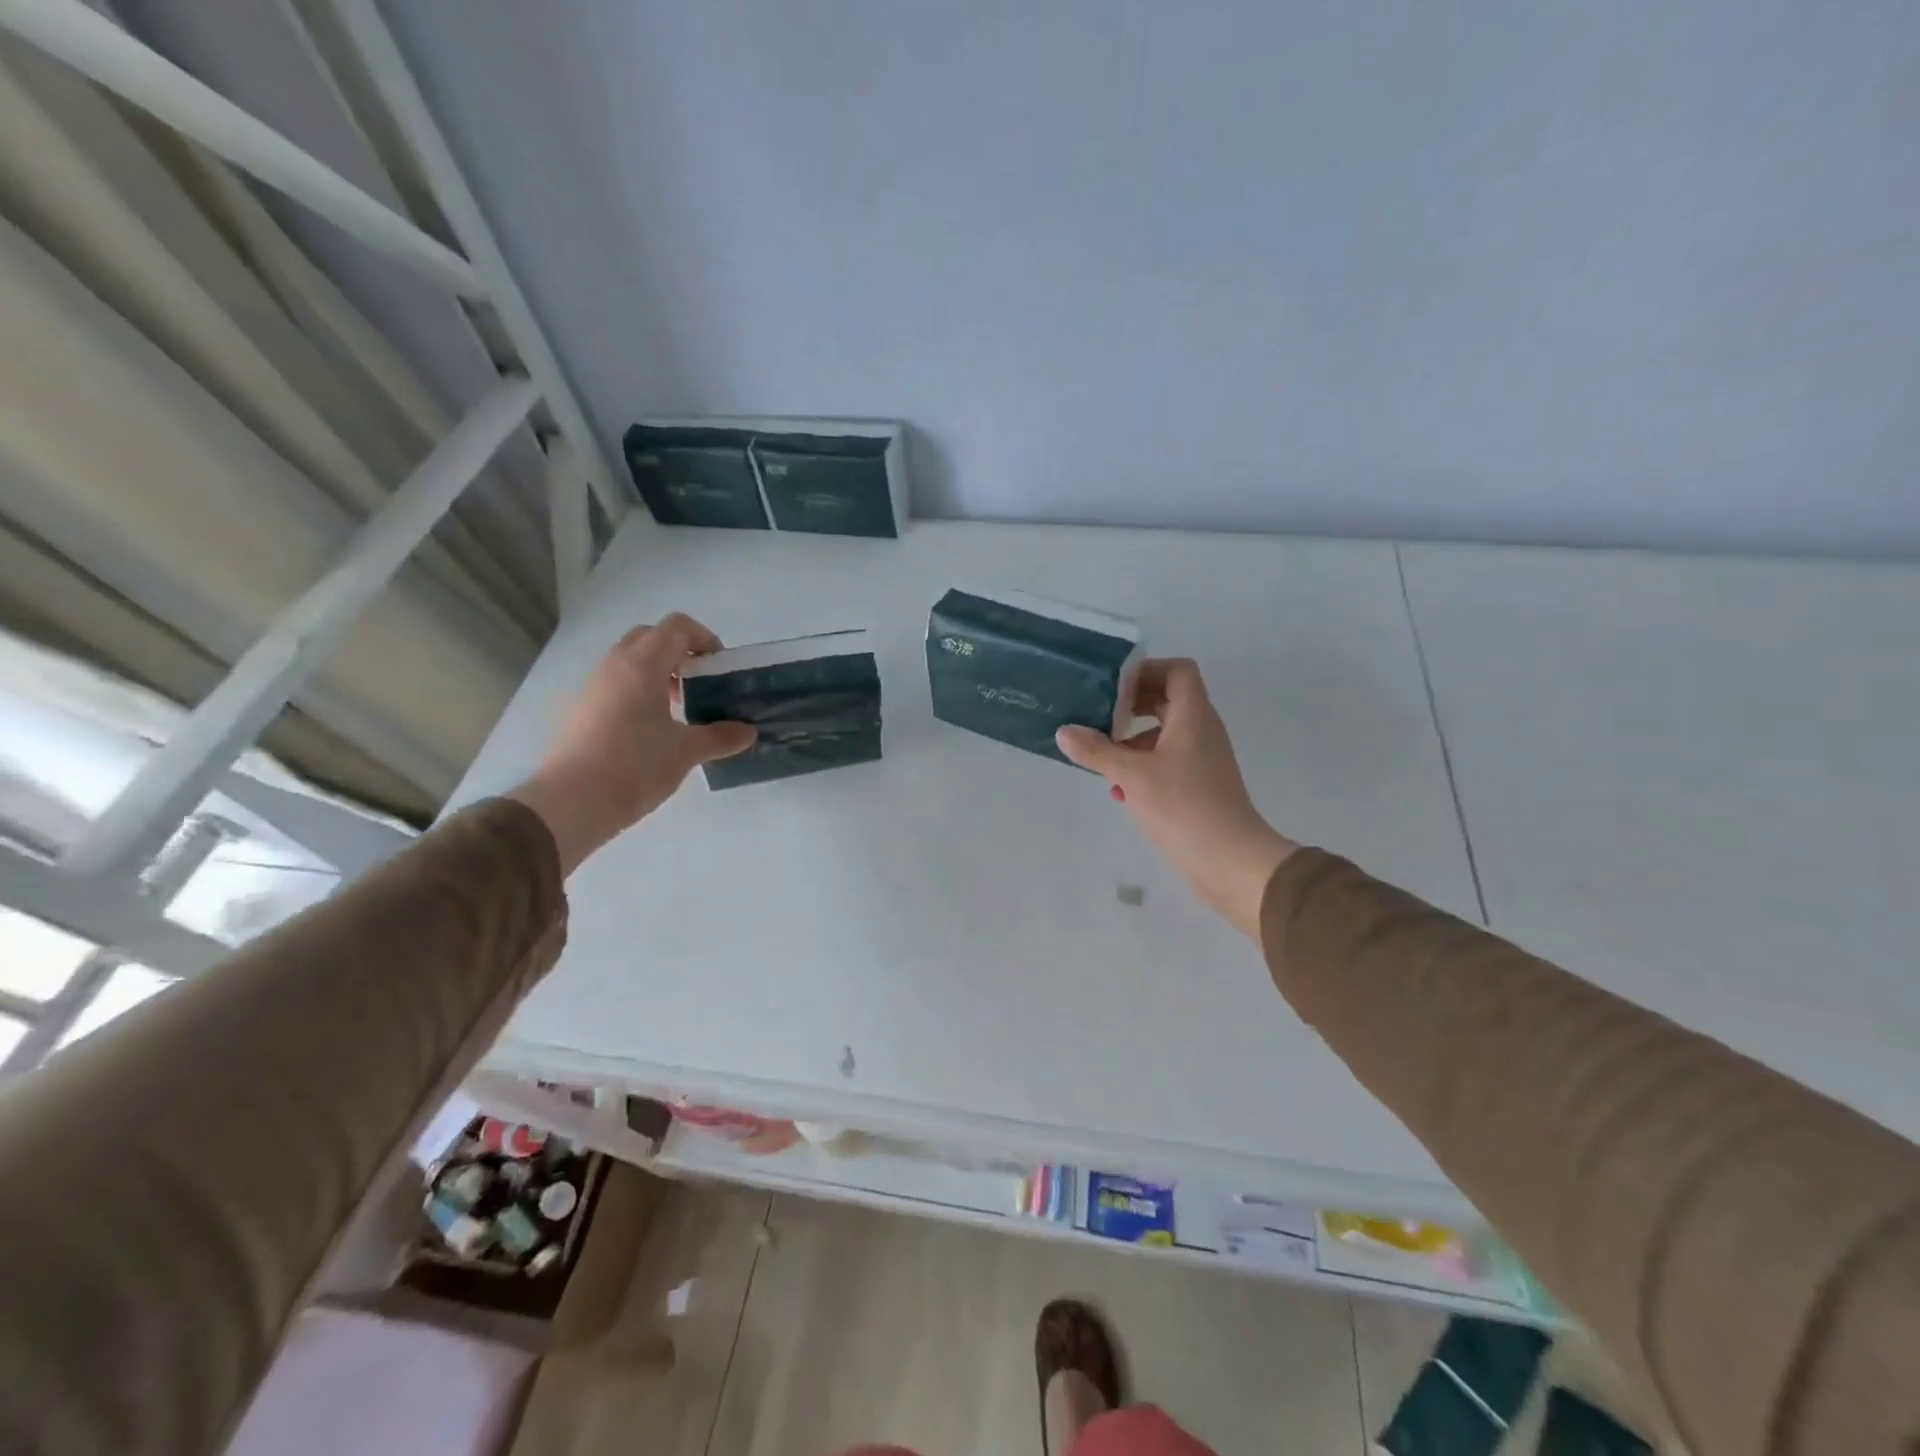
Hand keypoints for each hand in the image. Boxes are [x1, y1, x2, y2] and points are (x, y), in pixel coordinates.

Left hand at [509, 614, 755, 873]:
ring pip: (631, 660)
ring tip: (680, 709)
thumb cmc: (634, 766)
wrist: (571, 802)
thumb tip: (748, 732)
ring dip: (660, 673)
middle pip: (651, 637)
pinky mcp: (583, 709)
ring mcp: (595, 687)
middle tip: (701, 683)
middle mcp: (615, 666)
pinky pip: (618, 683)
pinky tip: (654, 729)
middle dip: (680, 652)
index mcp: (642, 665)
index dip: (704, 638)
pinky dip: (640, 691)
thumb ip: (720, 737)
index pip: (677, 627)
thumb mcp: (686, 752)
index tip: (720, 668)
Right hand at [1057, 659, 1295, 940]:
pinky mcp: (1199, 786)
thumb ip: (1096, 751)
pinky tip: (1119, 790)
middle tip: (1098, 715)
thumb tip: (1064, 732)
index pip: (1178, 671)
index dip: (1147, 670)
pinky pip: (1168, 762)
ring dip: (1133, 740)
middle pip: (1168, 700)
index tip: (1113, 686)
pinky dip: (1143, 766)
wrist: (1230, 861)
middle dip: (1132, 706)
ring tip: (1101, 756)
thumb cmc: (1182, 806)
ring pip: (1165, 734)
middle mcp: (1202, 730)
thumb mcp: (1131, 775)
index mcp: (1193, 716)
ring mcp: (1203, 760)